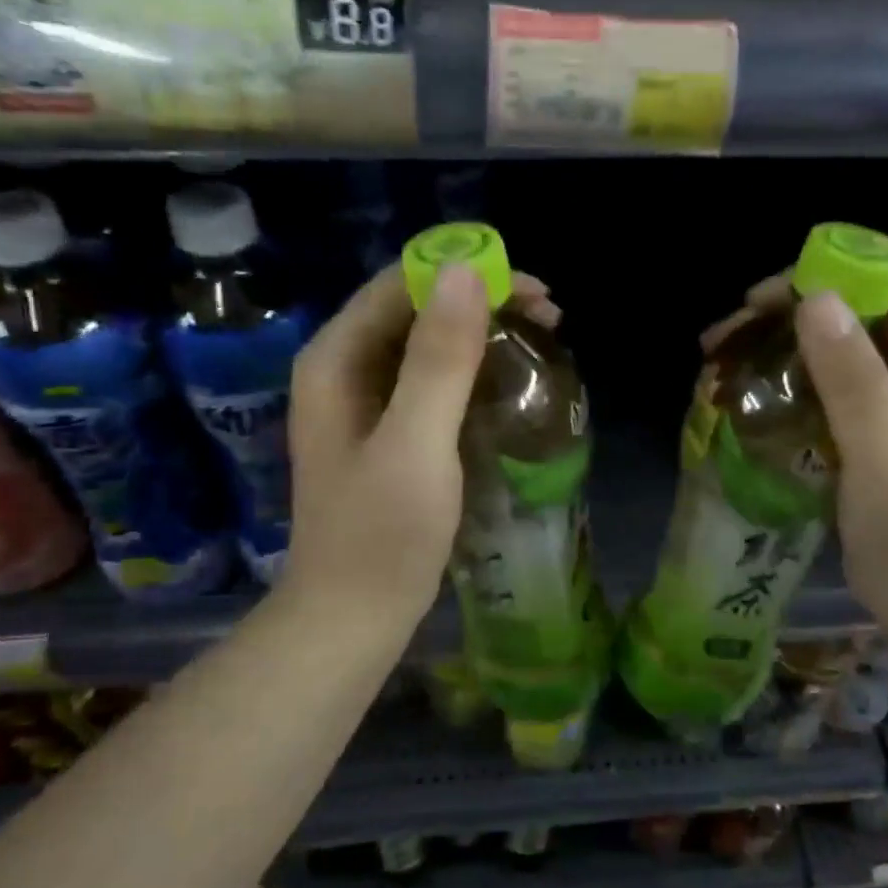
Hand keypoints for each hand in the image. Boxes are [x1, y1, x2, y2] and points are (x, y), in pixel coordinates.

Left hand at [281, 261, 558, 640]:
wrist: (352, 616)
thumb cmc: (382, 535)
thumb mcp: (416, 444)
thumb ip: (439, 358)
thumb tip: (464, 270)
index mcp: (336, 359)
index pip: (402, 284)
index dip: (468, 274)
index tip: (533, 294)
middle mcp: (344, 369)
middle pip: (416, 308)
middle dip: (482, 303)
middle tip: (550, 320)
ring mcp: (364, 402)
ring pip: (427, 343)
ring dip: (483, 335)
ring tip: (541, 344)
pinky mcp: (387, 432)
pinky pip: (432, 380)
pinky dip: (473, 372)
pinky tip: (509, 383)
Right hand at [707, 273, 887, 640]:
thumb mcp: (884, 456)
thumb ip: (854, 381)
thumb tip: (814, 300)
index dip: (825, 278)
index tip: (759, 301)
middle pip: (855, 312)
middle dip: (787, 315)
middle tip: (724, 336)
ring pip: (835, 346)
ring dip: (779, 347)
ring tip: (721, 360)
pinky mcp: (875, 425)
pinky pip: (828, 383)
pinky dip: (788, 380)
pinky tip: (749, 393)